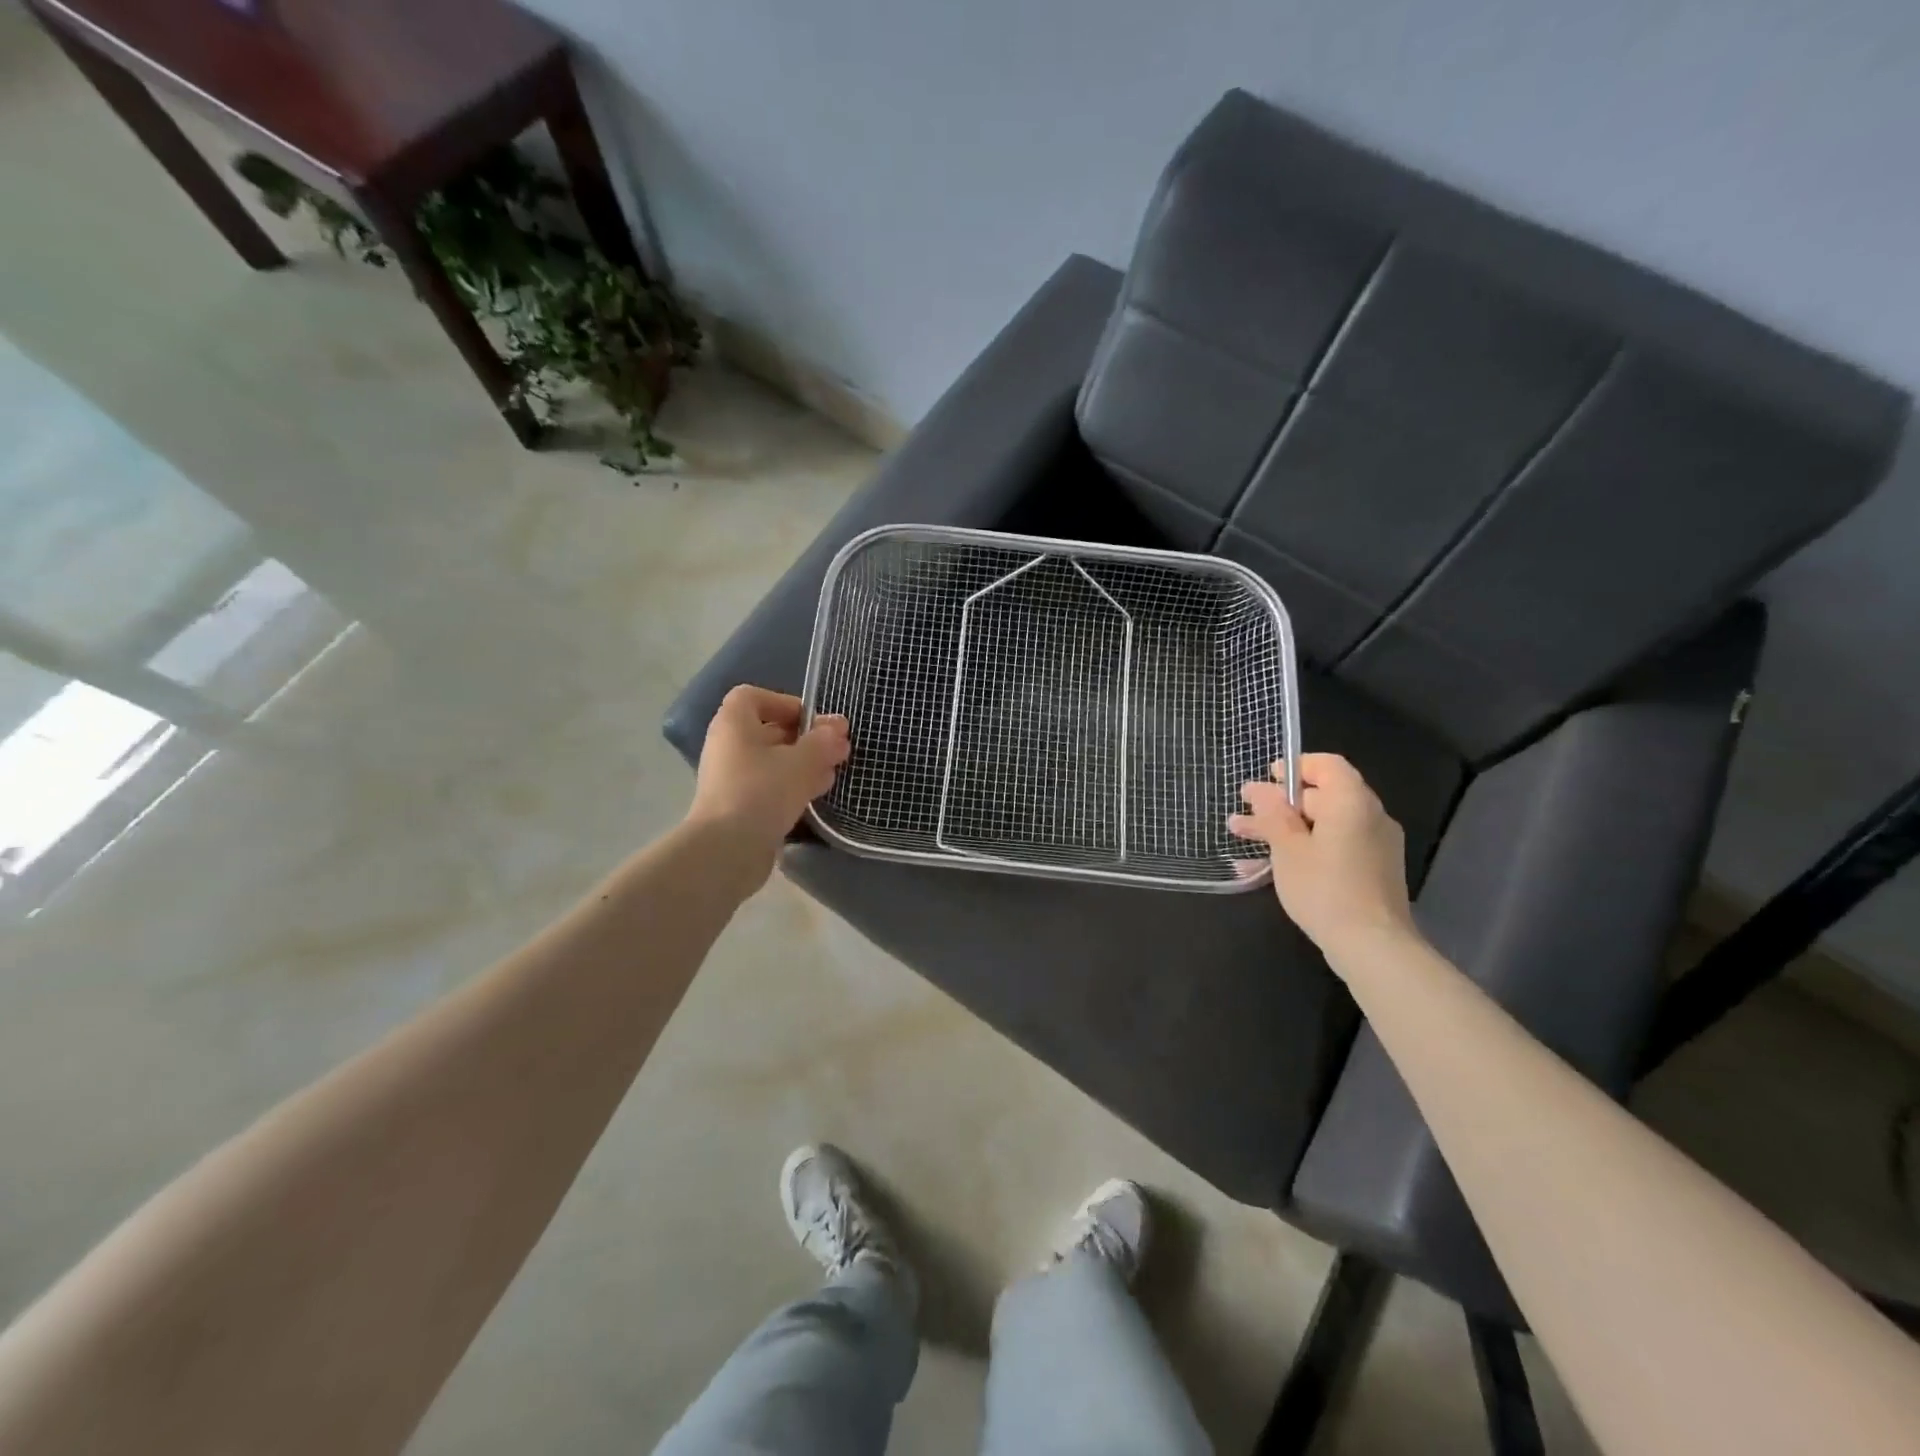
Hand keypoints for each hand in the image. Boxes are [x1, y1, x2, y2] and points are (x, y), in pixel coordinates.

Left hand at [688, 686, 849, 866]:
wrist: (727, 850)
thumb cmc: (762, 791)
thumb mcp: (801, 761)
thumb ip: (823, 741)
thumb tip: (838, 726)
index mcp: (733, 724)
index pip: (753, 697)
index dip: (784, 703)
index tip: (813, 721)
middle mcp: (728, 747)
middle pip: (768, 731)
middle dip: (805, 738)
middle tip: (836, 750)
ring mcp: (731, 779)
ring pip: (772, 762)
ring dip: (803, 764)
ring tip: (833, 773)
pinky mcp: (739, 807)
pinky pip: (769, 787)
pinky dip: (792, 787)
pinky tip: (817, 796)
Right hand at [1228, 753, 1417, 959]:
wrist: (1372, 946)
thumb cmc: (1324, 888)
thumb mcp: (1287, 848)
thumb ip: (1272, 813)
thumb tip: (1260, 789)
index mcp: (1352, 802)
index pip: (1327, 765)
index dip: (1294, 767)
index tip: (1265, 781)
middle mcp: (1370, 816)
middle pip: (1323, 796)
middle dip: (1279, 804)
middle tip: (1243, 816)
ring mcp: (1375, 845)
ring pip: (1324, 825)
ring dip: (1286, 828)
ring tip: (1244, 839)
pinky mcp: (1373, 871)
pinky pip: (1335, 846)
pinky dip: (1306, 848)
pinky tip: (1270, 866)